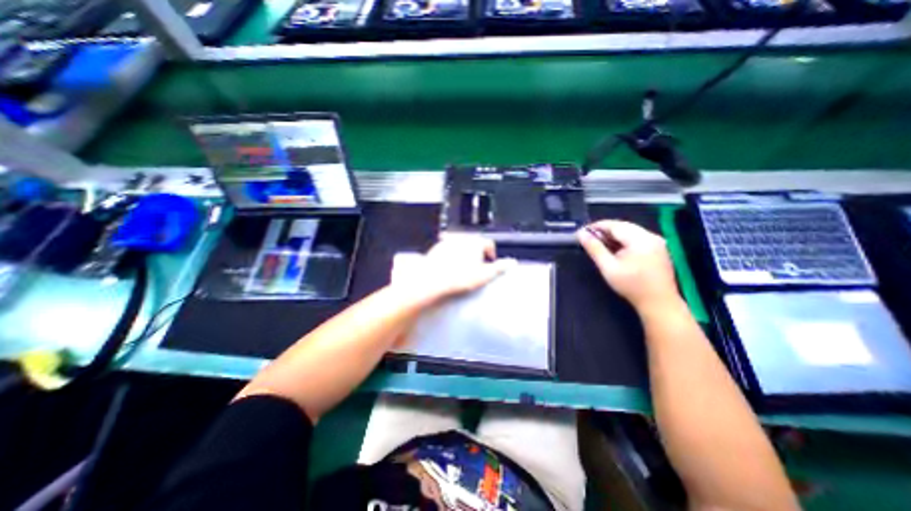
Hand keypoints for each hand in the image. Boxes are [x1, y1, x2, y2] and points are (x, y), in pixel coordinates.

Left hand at [394, 234, 519, 305]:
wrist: (432, 280)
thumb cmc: (459, 278)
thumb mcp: (484, 275)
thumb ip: (499, 268)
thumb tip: (513, 262)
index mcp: (475, 243)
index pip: (488, 244)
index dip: (491, 253)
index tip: (490, 263)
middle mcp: (462, 238)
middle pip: (474, 243)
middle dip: (477, 253)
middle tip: (477, 267)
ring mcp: (448, 241)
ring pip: (461, 245)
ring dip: (464, 253)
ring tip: (463, 268)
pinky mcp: (436, 247)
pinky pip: (448, 248)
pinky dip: (452, 255)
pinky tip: (449, 266)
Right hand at [580, 220, 679, 310]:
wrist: (659, 303)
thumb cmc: (631, 286)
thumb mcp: (608, 267)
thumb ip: (594, 248)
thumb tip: (581, 234)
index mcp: (640, 239)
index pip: (615, 225)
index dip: (597, 226)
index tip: (582, 231)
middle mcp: (651, 236)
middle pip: (623, 226)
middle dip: (605, 230)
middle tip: (588, 238)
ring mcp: (657, 241)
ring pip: (630, 231)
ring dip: (613, 235)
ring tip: (599, 243)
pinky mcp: (658, 248)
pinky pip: (637, 237)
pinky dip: (623, 240)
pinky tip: (615, 248)